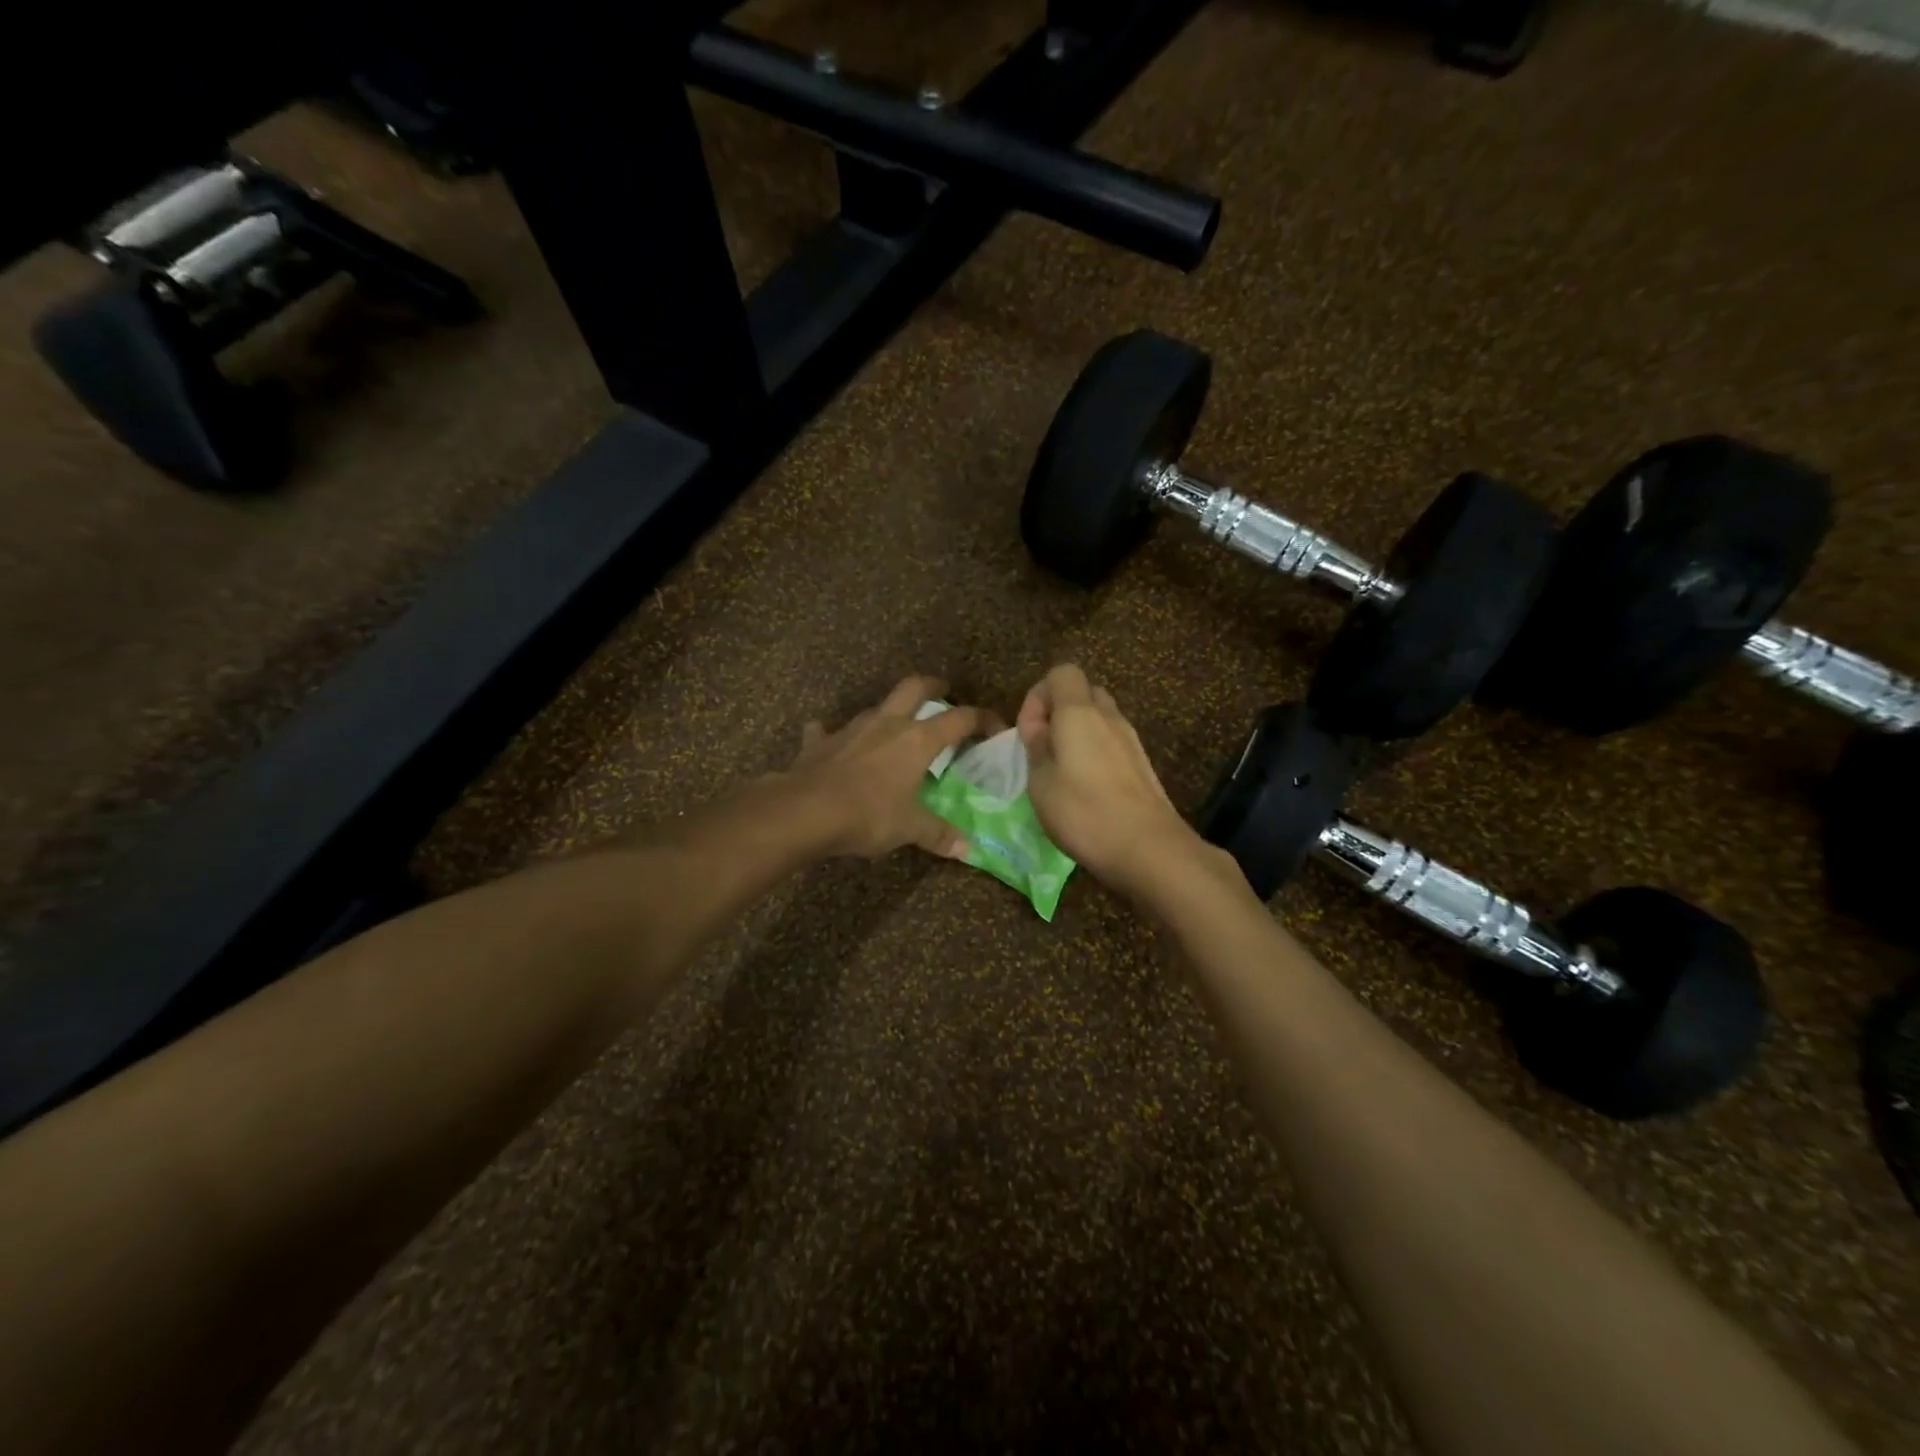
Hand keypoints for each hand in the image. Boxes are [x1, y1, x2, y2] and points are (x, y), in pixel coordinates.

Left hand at [789, 675, 989, 858]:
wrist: (804, 810)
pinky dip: (833, 736)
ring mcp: (851, 728)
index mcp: (917, 740)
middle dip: (933, 686)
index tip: (995, 727)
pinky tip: (834, 745)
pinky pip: (827, 731)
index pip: (960, 719)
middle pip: (915, 687)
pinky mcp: (819, 741)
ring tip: (894, 728)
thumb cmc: (868, 814)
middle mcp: (887, 724)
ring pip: (876, 707)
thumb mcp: (909, 828)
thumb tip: (967, 849)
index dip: (982, 719)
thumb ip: (938, 834)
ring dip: (888, 712)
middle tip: (944, 692)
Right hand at [1017, 664, 1201, 894]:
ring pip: (1100, 719)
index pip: (1062, 673)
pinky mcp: (1142, 764)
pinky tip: (1087, 790)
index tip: (1029, 731)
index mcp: (1079, 712)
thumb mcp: (1040, 782)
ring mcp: (1131, 740)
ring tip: (1063, 772)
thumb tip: (1039, 727)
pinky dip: (1096, 754)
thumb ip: (1036, 746)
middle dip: (1059, 713)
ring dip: (1078, 735)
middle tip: (1044, 749)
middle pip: (1083, 693)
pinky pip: (1113, 743)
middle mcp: (1109, 716)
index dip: (1039, 695)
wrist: (1148, 848)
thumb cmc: (1084, 812)